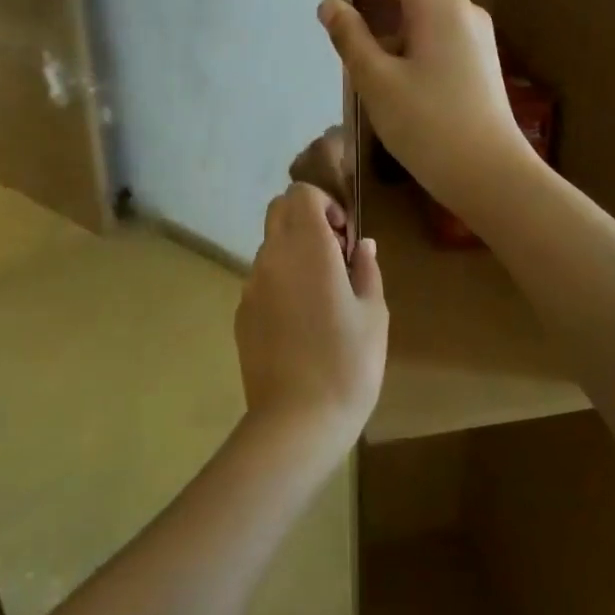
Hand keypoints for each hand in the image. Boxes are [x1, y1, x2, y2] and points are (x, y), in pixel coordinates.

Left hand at [234, 184, 386, 459]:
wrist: (297, 420)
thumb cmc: (347, 363)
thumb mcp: (373, 314)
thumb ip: (366, 270)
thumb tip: (362, 245)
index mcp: (307, 248)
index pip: (301, 193)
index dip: (325, 204)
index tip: (344, 236)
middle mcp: (272, 256)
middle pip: (279, 210)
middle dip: (306, 219)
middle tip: (334, 256)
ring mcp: (251, 284)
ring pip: (268, 246)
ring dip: (293, 252)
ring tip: (320, 295)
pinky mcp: (241, 312)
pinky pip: (261, 279)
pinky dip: (279, 282)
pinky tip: (299, 323)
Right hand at [317, 0, 531, 212]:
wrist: (489, 174)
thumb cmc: (427, 122)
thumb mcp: (376, 79)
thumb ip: (349, 36)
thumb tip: (330, 4)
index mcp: (439, 4)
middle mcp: (462, 11)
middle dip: (371, 0)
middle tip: (333, 18)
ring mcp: (476, 38)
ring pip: (422, 18)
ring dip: (388, 27)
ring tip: (352, 49)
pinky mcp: (479, 64)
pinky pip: (436, 39)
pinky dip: (408, 45)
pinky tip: (386, 72)